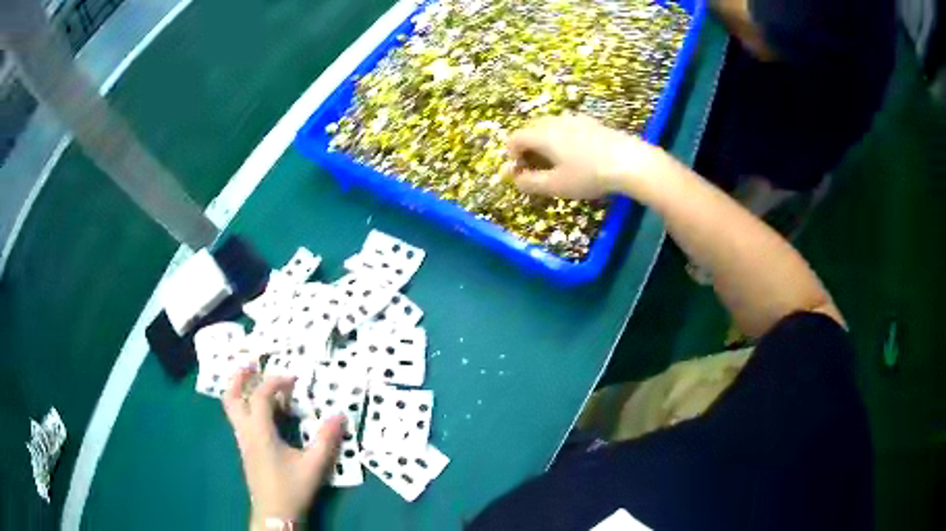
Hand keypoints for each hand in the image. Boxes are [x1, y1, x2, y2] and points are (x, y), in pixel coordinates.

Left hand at [223, 369, 343, 528]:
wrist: (274, 514)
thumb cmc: (292, 488)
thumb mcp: (314, 465)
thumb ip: (327, 440)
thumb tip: (340, 415)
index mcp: (259, 431)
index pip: (261, 395)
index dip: (276, 381)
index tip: (294, 378)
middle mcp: (245, 431)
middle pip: (231, 397)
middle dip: (240, 377)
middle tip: (252, 363)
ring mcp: (242, 441)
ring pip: (231, 408)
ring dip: (240, 390)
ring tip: (253, 380)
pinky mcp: (245, 449)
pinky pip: (239, 418)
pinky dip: (245, 405)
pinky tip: (261, 410)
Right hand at [503, 113, 655, 199]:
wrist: (629, 161)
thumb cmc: (588, 175)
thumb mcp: (556, 185)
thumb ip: (530, 182)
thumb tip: (514, 179)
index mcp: (541, 135)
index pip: (514, 138)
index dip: (511, 155)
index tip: (520, 172)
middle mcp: (555, 121)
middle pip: (531, 129)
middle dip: (527, 147)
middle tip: (536, 167)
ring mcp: (575, 119)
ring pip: (550, 126)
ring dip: (545, 142)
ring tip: (557, 162)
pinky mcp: (592, 122)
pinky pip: (568, 127)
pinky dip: (563, 138)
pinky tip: (578, 155)